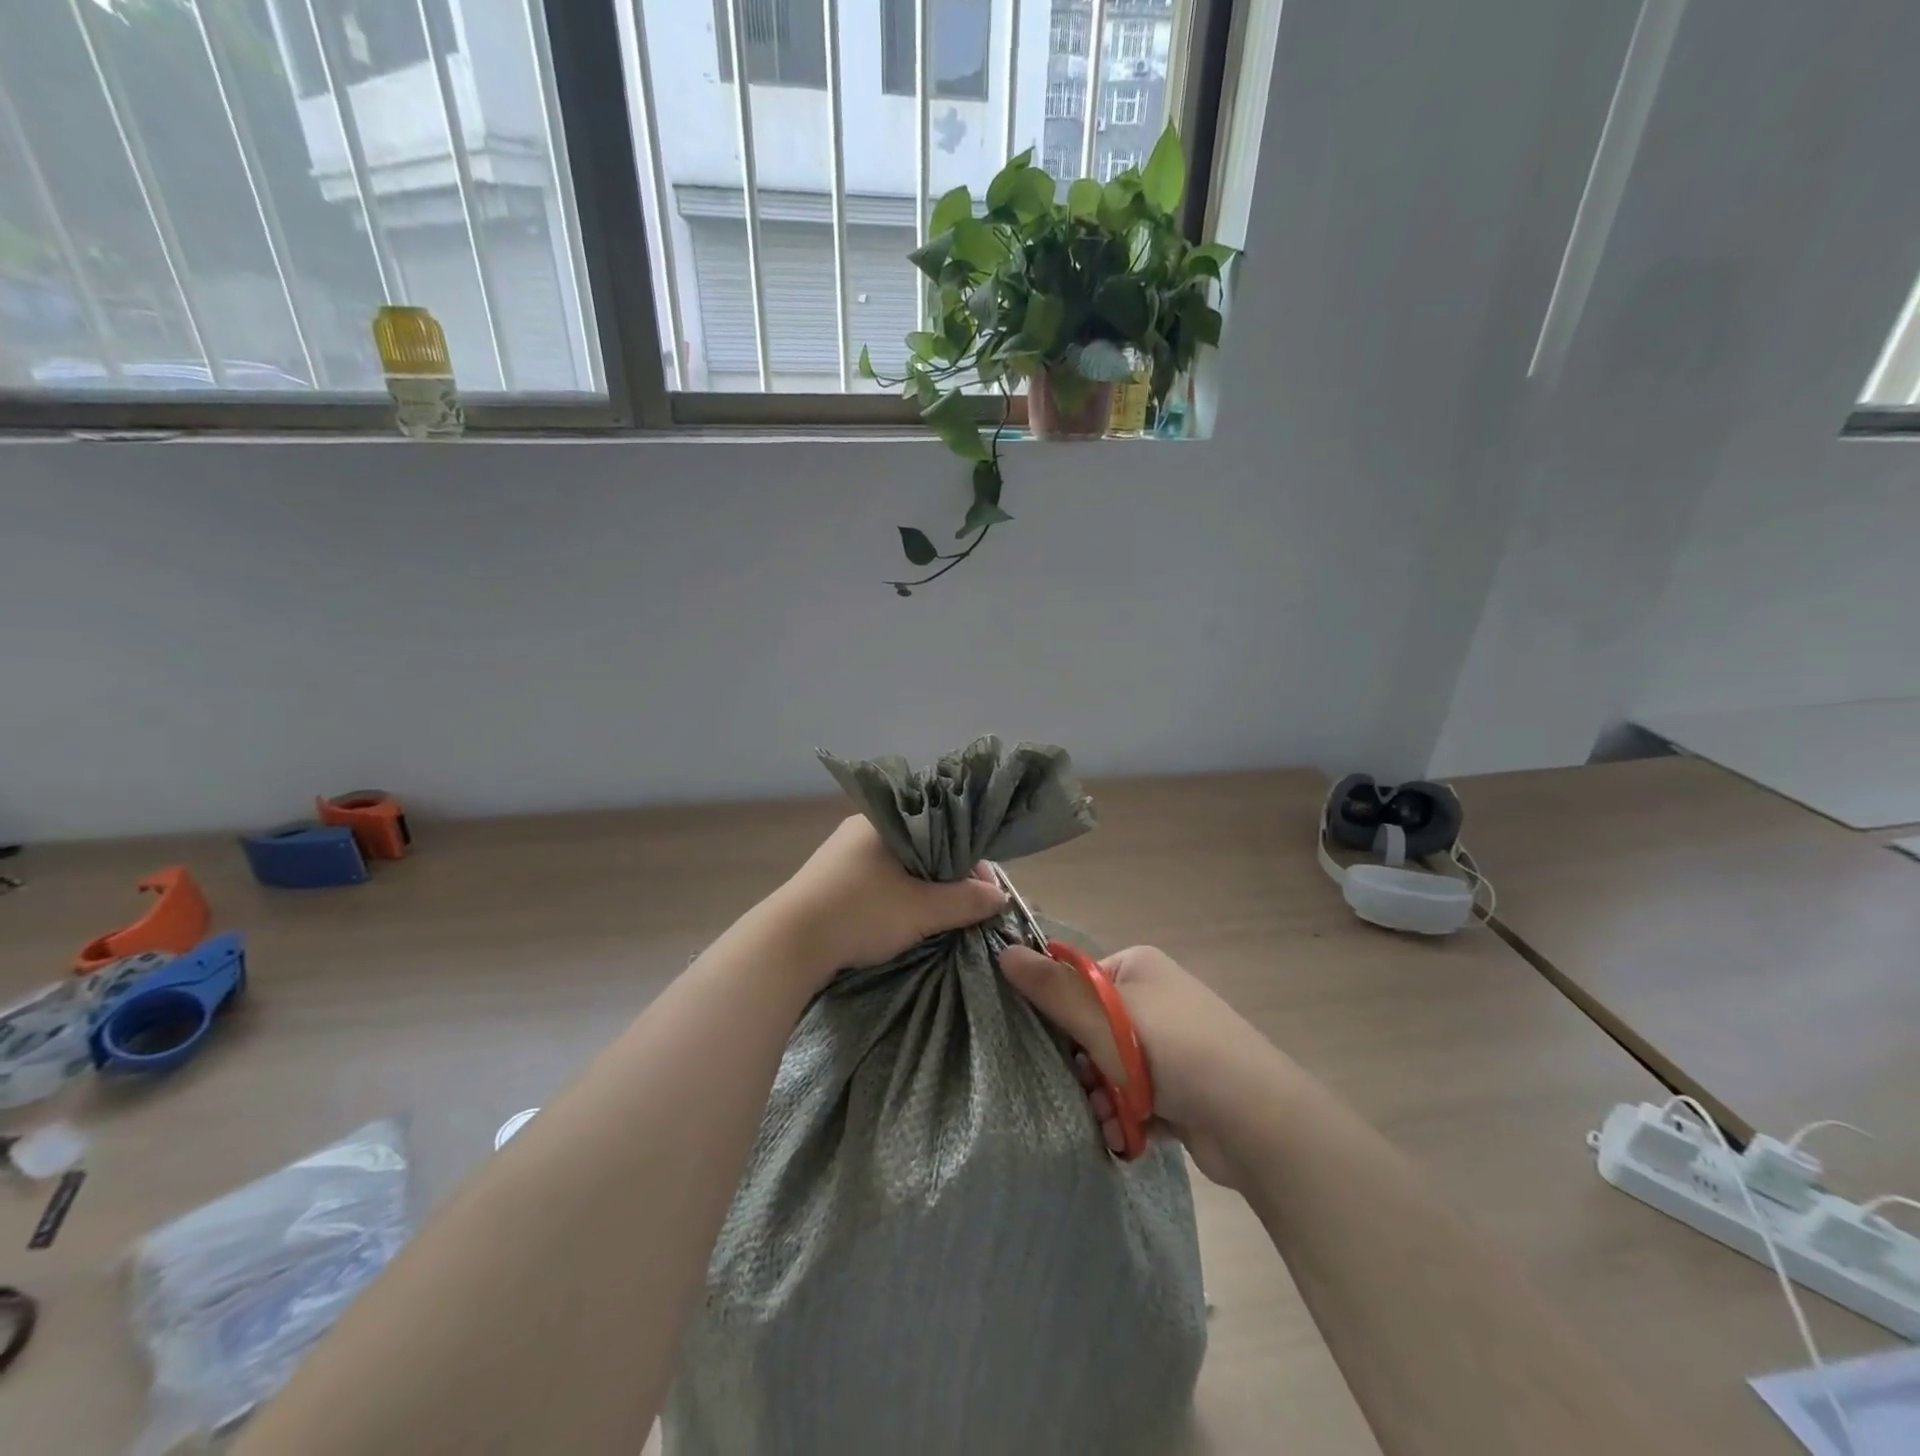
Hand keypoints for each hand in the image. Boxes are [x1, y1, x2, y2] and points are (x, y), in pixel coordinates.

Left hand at [765, 816, 1007, 984]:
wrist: (788, 944)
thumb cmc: (860, 913)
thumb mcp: (921, 910)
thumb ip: (965, 901)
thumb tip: (1000, 897)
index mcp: (883, 819)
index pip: (942, 828)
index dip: (968, 859)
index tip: (983, 890)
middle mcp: (862, 828)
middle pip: (921, 846)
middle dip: (946, 875)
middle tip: (965, 906)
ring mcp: (842, 854)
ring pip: (898, 865)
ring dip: (921, 887)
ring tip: (940, 915)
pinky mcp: (830, 880)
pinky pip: (877, 880)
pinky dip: (897, 895)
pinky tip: (905, 916)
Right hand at [999, 943, 1287, 1188]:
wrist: (1255, 1120)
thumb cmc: (1171, 1052)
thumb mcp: (1103, 1017)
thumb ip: (1051, 989)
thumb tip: (1002, 951)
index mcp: (1138, 967)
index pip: (1077, 981)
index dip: (1060, 1014)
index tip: (1052, 1044)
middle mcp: (1155, 999)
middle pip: (1091, 1029)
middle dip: (1083, 1066)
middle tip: (1084, 1086)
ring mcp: (1171, 1044)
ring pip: (1111, 1069)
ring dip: (1103, 1097)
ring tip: (1109, 1116)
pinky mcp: (1182, 1087)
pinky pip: (1136, 1097)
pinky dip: (1128, 1116)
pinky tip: (1128, 1134)